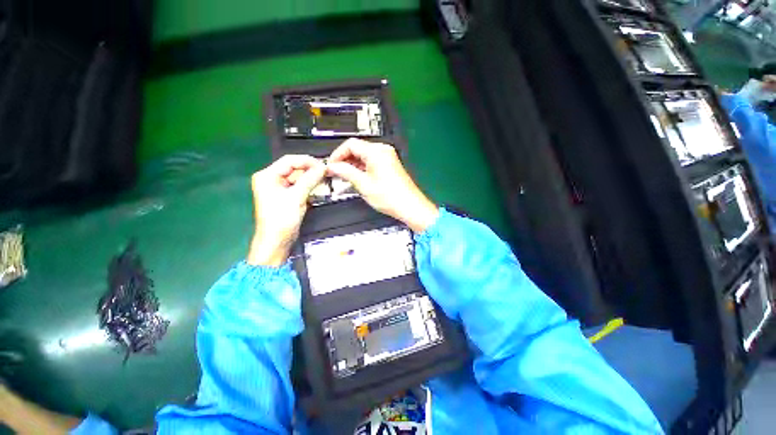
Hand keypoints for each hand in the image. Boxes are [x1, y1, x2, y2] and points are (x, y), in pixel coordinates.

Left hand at [247, 155, 326, 266]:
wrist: (276, 241)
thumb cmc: (281, 219)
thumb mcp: (296, 197)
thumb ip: (310, 180)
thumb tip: (323, 167)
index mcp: (267, 176)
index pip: (289, 161)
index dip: (307, 161)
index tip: (323, 165)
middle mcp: (271, 179)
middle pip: (294, 168)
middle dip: (310, 170)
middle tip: (326, 172)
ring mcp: (279, 188)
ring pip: (298, 178)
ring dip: (311, 178)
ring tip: (325, 179)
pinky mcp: (286, 197)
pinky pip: (299, 187)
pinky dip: (309, 186)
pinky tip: (319, 187)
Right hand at [327, 138, 438, 232]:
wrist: (410, 206)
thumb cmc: (391, 197)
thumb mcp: (364, 185)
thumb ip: (346, 172)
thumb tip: (333, 167)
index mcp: (376, 152)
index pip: (350, 144)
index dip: (337, 154)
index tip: (330, 165)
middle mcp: (383, 151)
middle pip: (357, 149)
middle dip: (344, 160)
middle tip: (335, 172)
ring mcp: (387, 157)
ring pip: (364, 156)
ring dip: (352, 165)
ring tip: (343, 177)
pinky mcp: (389, 165)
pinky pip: (371, 162)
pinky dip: (362, 168)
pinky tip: (356, 178)